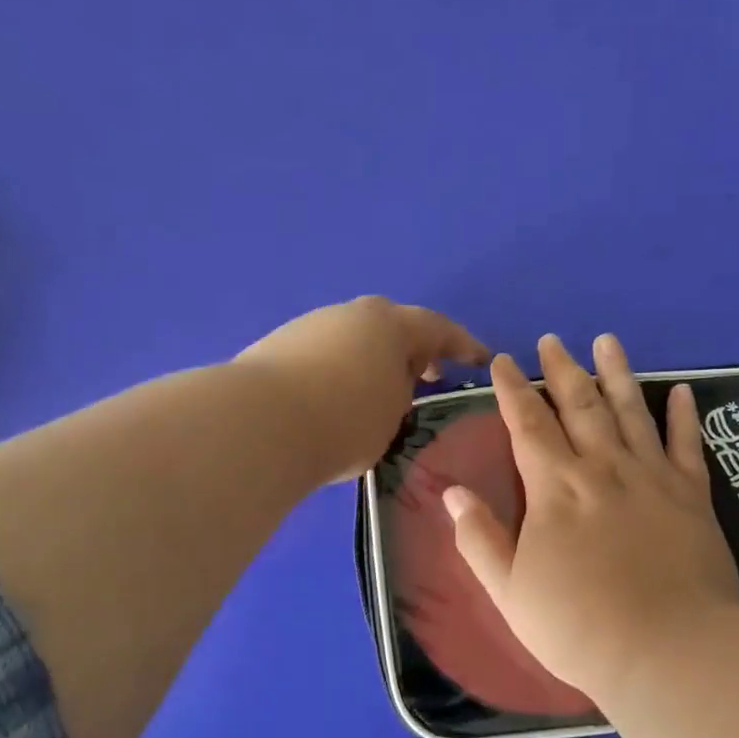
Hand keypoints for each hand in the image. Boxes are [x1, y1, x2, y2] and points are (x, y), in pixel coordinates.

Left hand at [237, 296, 488, 480]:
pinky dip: (340, 371)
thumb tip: (387, 387)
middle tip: (425, 376)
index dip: (463, 344)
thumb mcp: (391, 415)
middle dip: (413, 350)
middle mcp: (350, 314)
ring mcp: (310, 326)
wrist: (258, 423)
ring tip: (376, 396)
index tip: (481, 359)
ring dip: (372, 361)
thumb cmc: (343, 420)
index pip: (438, 328)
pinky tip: (334, 400)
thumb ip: (400, 395)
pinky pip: (324, 354)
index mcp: (389, 324)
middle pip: (392, 325)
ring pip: (354, 339)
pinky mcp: (277, 345)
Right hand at [442, 333, 738, 701]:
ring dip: (617, 373)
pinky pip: (687, 445)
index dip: (511, 388)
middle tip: (551, 341)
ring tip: (607, 341)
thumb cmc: (578, 626)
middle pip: (579, 405)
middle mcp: (602, 468)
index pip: (526, 423)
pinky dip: (684, 415)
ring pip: (631, 411)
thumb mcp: (509, 590)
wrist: (668, 651)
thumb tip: (451, 492)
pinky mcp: (693, 496)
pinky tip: (682, 390)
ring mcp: (651, 477)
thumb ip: (479, 538)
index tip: (501, 360)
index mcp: (555, 487)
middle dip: (561, 370)